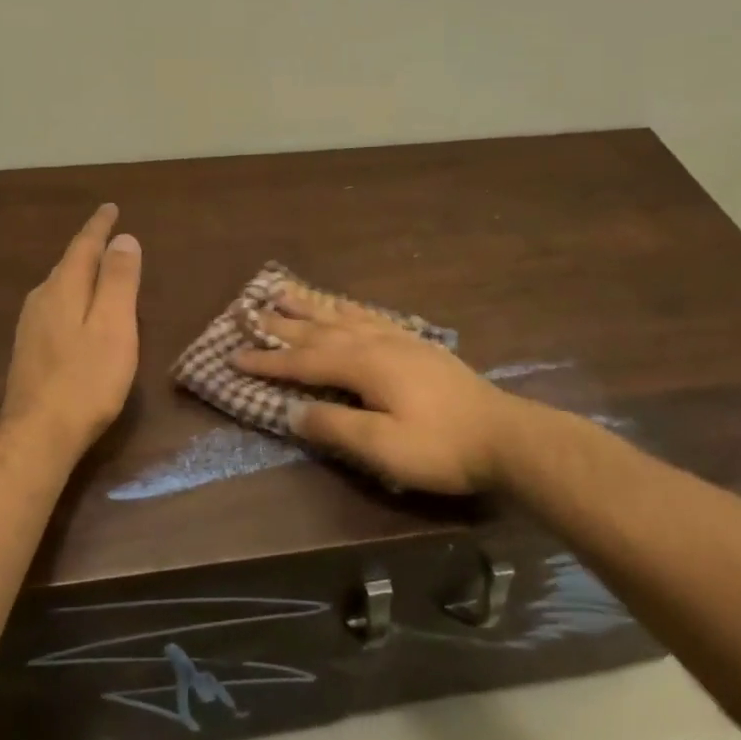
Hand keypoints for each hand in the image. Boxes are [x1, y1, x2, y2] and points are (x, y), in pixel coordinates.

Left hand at [0, 203, 142, 460]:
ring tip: (97, 268)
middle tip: (109, 236)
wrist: (38, 434)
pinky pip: (55, 307)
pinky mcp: (29, 349)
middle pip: (69, 264)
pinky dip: (73, 297)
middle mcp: (42, 299)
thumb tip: (123, 239)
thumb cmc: (86, 379)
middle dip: (89, 248)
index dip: (99, 227)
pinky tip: (78, 312)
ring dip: (80, 273)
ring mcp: (31, 326)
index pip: (83, 246)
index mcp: (63, 288)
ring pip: (59, 287)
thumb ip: (118, 280)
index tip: (111, 208)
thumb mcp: (114, 326)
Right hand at [232, 283, 520, 493]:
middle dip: (282, 324)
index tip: (234, 356)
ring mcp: (399, 339)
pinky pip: (371, 316)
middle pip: (320, 329)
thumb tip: (292, 411)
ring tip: (285, 291)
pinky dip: (348, 308)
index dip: (268, 361)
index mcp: (364, 365)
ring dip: (311, 306)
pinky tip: (344, 306)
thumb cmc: (441, 447)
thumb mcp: (383, 447)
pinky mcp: (417, 345)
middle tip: (249, 311)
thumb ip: (335, 427)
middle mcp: (376, 343)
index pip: (304, 361)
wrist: (506, 436)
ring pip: (344, 316)